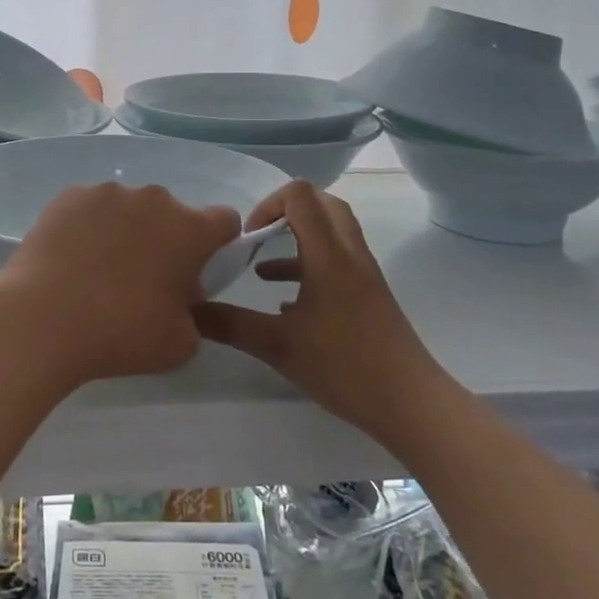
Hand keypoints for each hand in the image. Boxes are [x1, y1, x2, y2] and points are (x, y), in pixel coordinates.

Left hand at [0, 183, 240, 391]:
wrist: (41, 319)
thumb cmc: (121, 331)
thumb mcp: (180, 344)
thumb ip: (195, 316)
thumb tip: (180, 298)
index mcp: (190, 228)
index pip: (225, 221)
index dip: (218, 246)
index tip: (198, 274)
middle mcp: (153, 199)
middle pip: (173, 216)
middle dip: (167, 242)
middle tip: (145, 284)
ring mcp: (107, 193)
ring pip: (130, 210)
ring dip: (127, 233)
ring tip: (99, 274)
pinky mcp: (69, 197)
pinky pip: (92, 210)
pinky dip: (90, 229)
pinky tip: (72, 262)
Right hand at [196, 182, 442, 451]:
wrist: (410, 402)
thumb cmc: (345, 365)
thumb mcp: (278, 346)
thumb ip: (231, 324)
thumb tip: (189, 311)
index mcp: (328, 254)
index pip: (301, 195)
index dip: (268, 204)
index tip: (248, 237)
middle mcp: (349, 253)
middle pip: (322, 204)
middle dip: (286, 211)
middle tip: (258, 236)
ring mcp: (364, 274)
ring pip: (331, 234)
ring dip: (297, 241)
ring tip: (262, 271)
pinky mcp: (370, 296)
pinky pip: (337, 263)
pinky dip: (310, 268)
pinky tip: (286, 305)